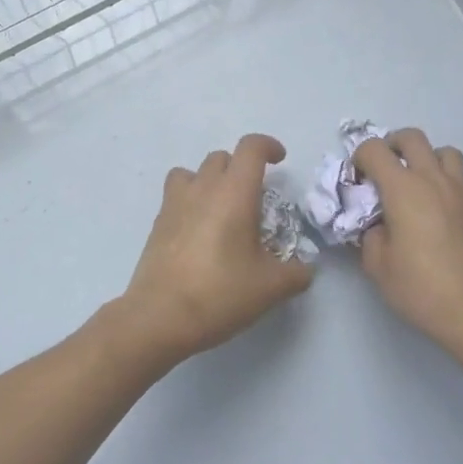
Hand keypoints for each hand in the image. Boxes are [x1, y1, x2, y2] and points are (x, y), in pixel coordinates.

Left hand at [114, 134, 314, 368]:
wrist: (159, 317)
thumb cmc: (220, 293)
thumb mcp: (270, 288)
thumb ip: (295, 273)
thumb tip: (305, 270)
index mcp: (234, 192)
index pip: (251, 148)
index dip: (268, 146)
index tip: (280, 160)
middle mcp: (203, 188)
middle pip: (222, 157)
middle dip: (241, 168)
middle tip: (254, 199)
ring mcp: (175, 203)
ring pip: (193, 172)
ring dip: (210, 180)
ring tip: (222, 209)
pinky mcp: (158, 223)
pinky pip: (176, 196)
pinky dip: (191, 202)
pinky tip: (200, 232)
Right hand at [353, 129, 462, 353]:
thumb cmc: (422, 289)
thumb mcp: (378, 266)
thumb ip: (370, 235)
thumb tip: (378, 224)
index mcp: (404, 189)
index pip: (374, 149)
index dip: (359, 158)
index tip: (357, 182)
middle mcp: (434, 180)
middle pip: (412, 137)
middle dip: (391, 145)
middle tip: (384, 171)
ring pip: (444, 152)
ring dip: (425, 159)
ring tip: (417, 185)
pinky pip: (461, 181)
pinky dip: (445, 184)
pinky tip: (439, 216)